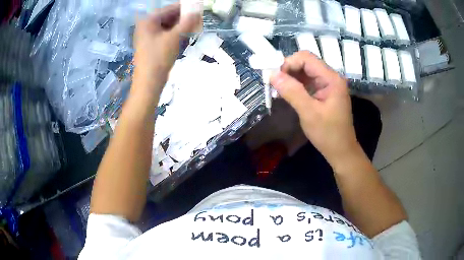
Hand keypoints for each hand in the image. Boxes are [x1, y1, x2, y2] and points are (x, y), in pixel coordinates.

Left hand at [133, 3, 199, 95]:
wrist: (149, 82)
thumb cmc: (159, 58)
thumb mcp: (175, 37)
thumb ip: (188, 22)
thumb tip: (198, 10)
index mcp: (149, 20)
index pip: (170, 8)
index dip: (186, 8)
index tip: (199, 10)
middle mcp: (147, 25)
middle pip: (169, 17)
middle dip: (185, 19)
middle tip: (199, 21)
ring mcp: (149, 35)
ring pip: (169, 26)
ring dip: (182, 27)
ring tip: (195, 29)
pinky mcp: (152, 44)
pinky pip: (166, 34)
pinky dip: (176, 34)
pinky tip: (186, 37)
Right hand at [270, 51, 359, 167]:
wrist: (341, 151)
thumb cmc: (328, 134)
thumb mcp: (309, 113)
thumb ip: (292, 92)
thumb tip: (272, 75)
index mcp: (331, 78)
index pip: (306, 58)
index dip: (289, 63)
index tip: (275, 77)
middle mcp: (330, 77)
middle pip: (305, 63)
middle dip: (288, 70)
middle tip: (274, 84)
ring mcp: (327, 85)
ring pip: (305, 72)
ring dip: (290, 78)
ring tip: (278, 90)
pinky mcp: (324, 92)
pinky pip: (307, 82)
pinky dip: (295, 85)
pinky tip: (286, 93)